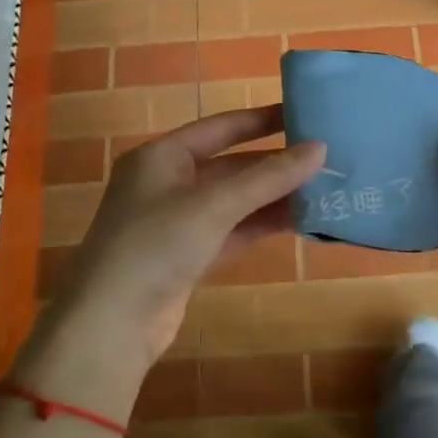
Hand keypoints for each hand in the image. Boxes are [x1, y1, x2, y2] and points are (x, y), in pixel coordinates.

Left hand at [44, 105, 325, 366]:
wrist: (112, 323)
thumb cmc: (156, 244)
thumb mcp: (214, 204)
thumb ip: (268, 177)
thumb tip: (319, 148)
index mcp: (162, 156)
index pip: (220, 127)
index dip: (261, 119)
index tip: (303, 114)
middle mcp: (168, 182)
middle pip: (231, 165)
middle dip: (275, 164)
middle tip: (325, 157)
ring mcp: (178, 221)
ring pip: (235, 201)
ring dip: (274, 197)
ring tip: (324, 189)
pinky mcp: (188, 255)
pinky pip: (232, 230)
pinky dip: (261, 225)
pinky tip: (301, 221)